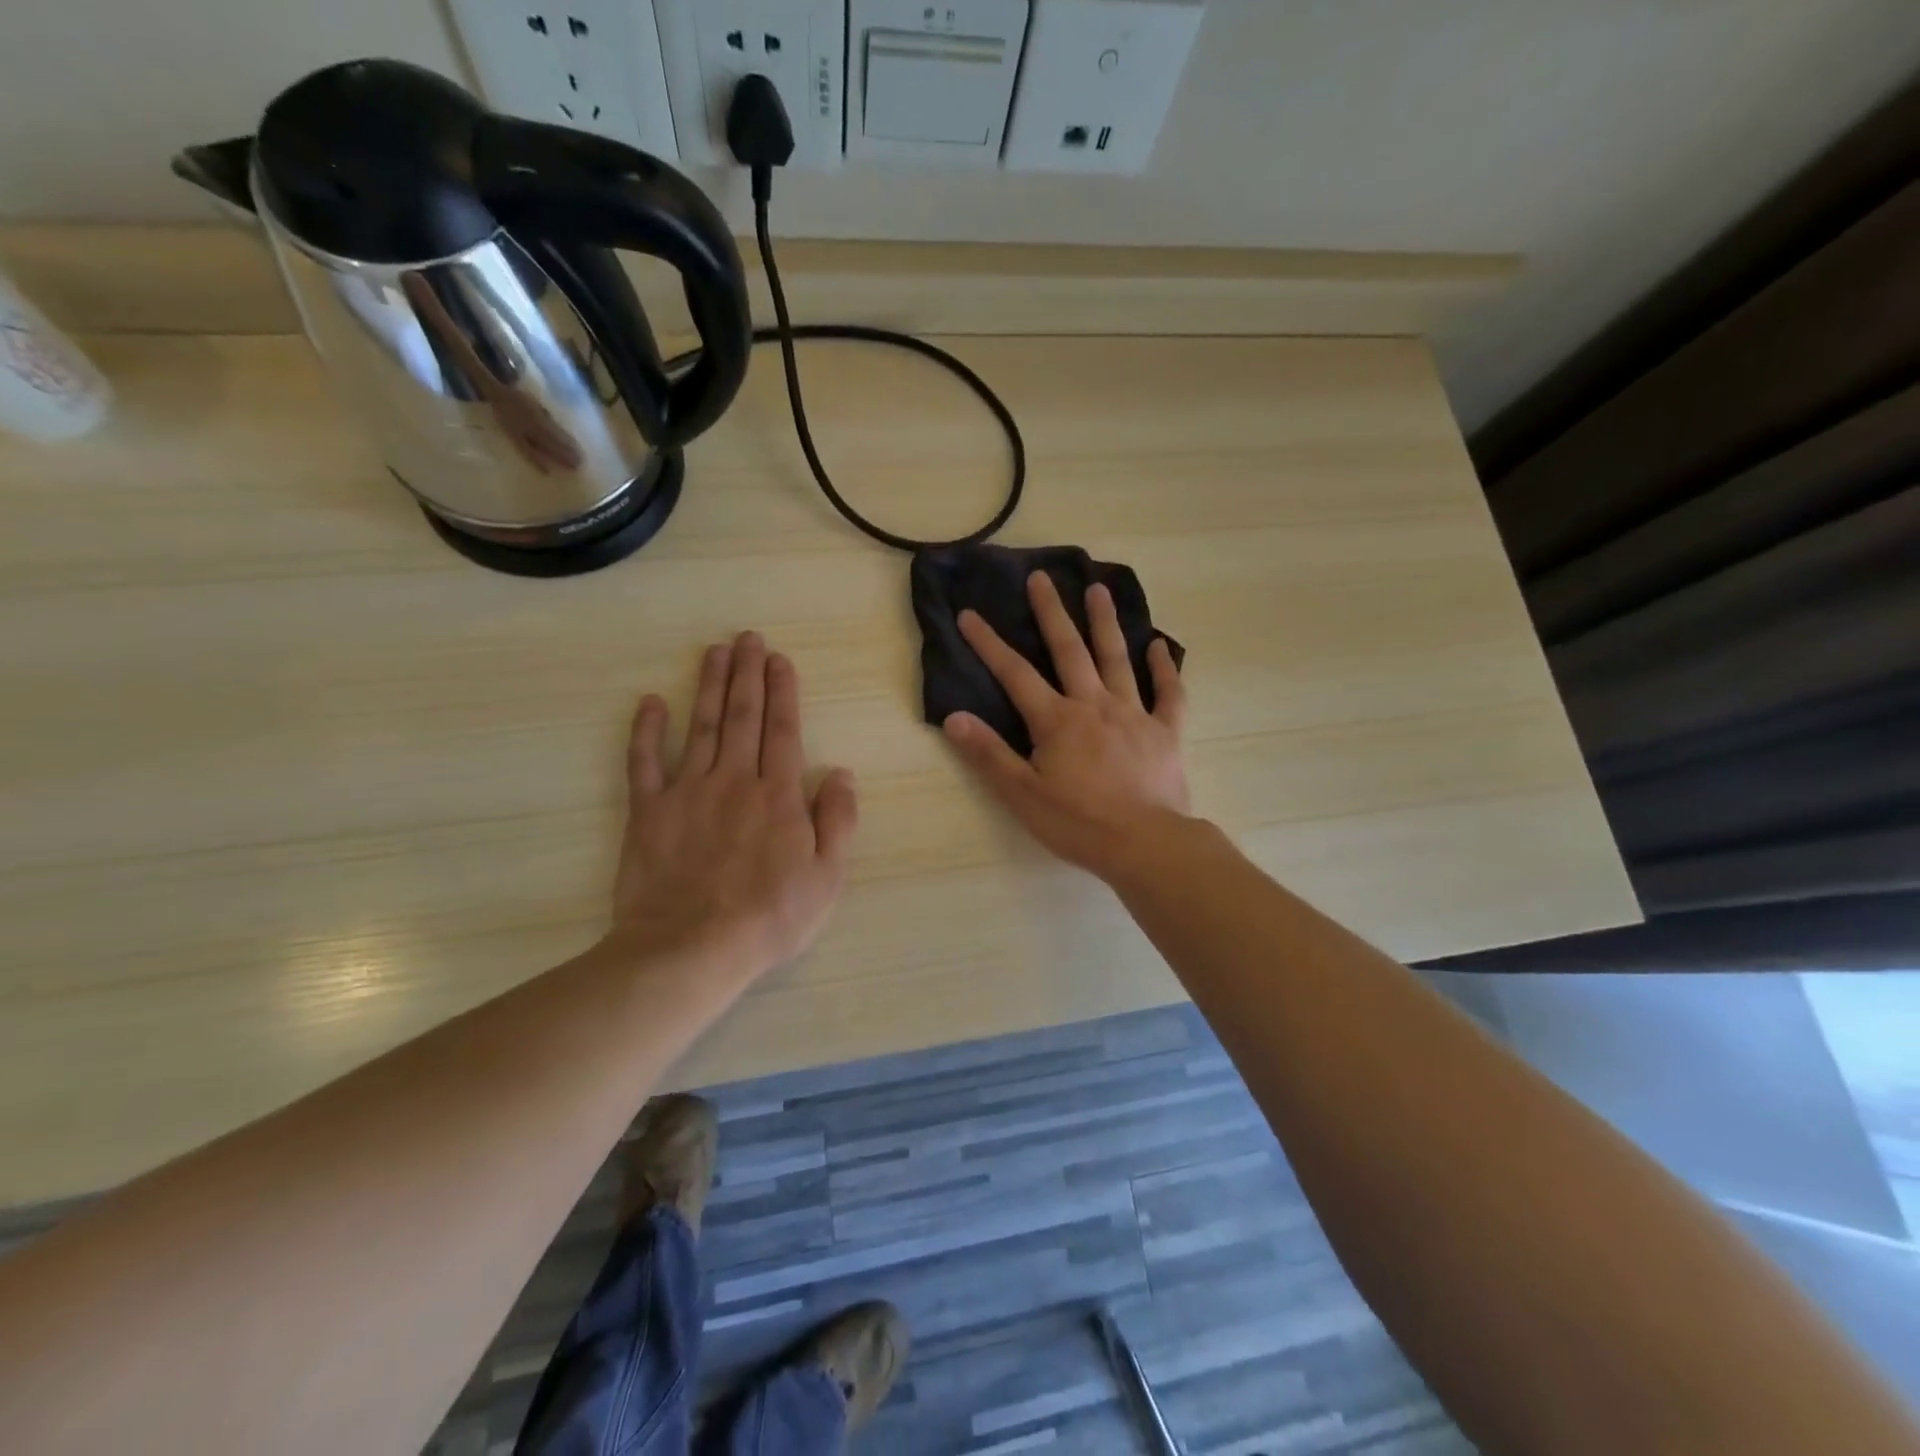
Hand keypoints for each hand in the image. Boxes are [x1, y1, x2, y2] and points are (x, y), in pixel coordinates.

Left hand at [610, 632, 857, 979]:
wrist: (691, 948)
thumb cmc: (770, 916)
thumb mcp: (827, 876)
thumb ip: (838, 820)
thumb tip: (841, 773)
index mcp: (778, 794)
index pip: (783, 730)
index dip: (783, 691)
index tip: (780, 660)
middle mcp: (734, 780)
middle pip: (742, 716)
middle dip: (747, 674)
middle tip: (748, 638)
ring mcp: (687, 791)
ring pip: (700, 726)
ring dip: (708, 685)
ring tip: (715, 651)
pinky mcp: (649, 810)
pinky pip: (645, 762)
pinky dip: (647, 730)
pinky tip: (651, 702)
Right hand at [942, 572, 1189, 882]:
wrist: (1146, 844)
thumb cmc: (1078, 823)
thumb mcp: (1022, 794)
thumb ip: (989, 754)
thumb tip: (954, 718)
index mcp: (1057, 720)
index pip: (1015, 675)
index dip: (989, 644)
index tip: (970, 614)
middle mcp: (1094, 705)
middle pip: (1069, 651)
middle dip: (1051, 613)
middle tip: (1041, 577)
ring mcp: (1134, 714)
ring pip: (1118, 659)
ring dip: (1106, 623)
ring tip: (1098, 589)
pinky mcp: (1165, 732)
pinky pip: (1168, 693)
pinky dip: (1165, 668)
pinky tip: (1160, 645)